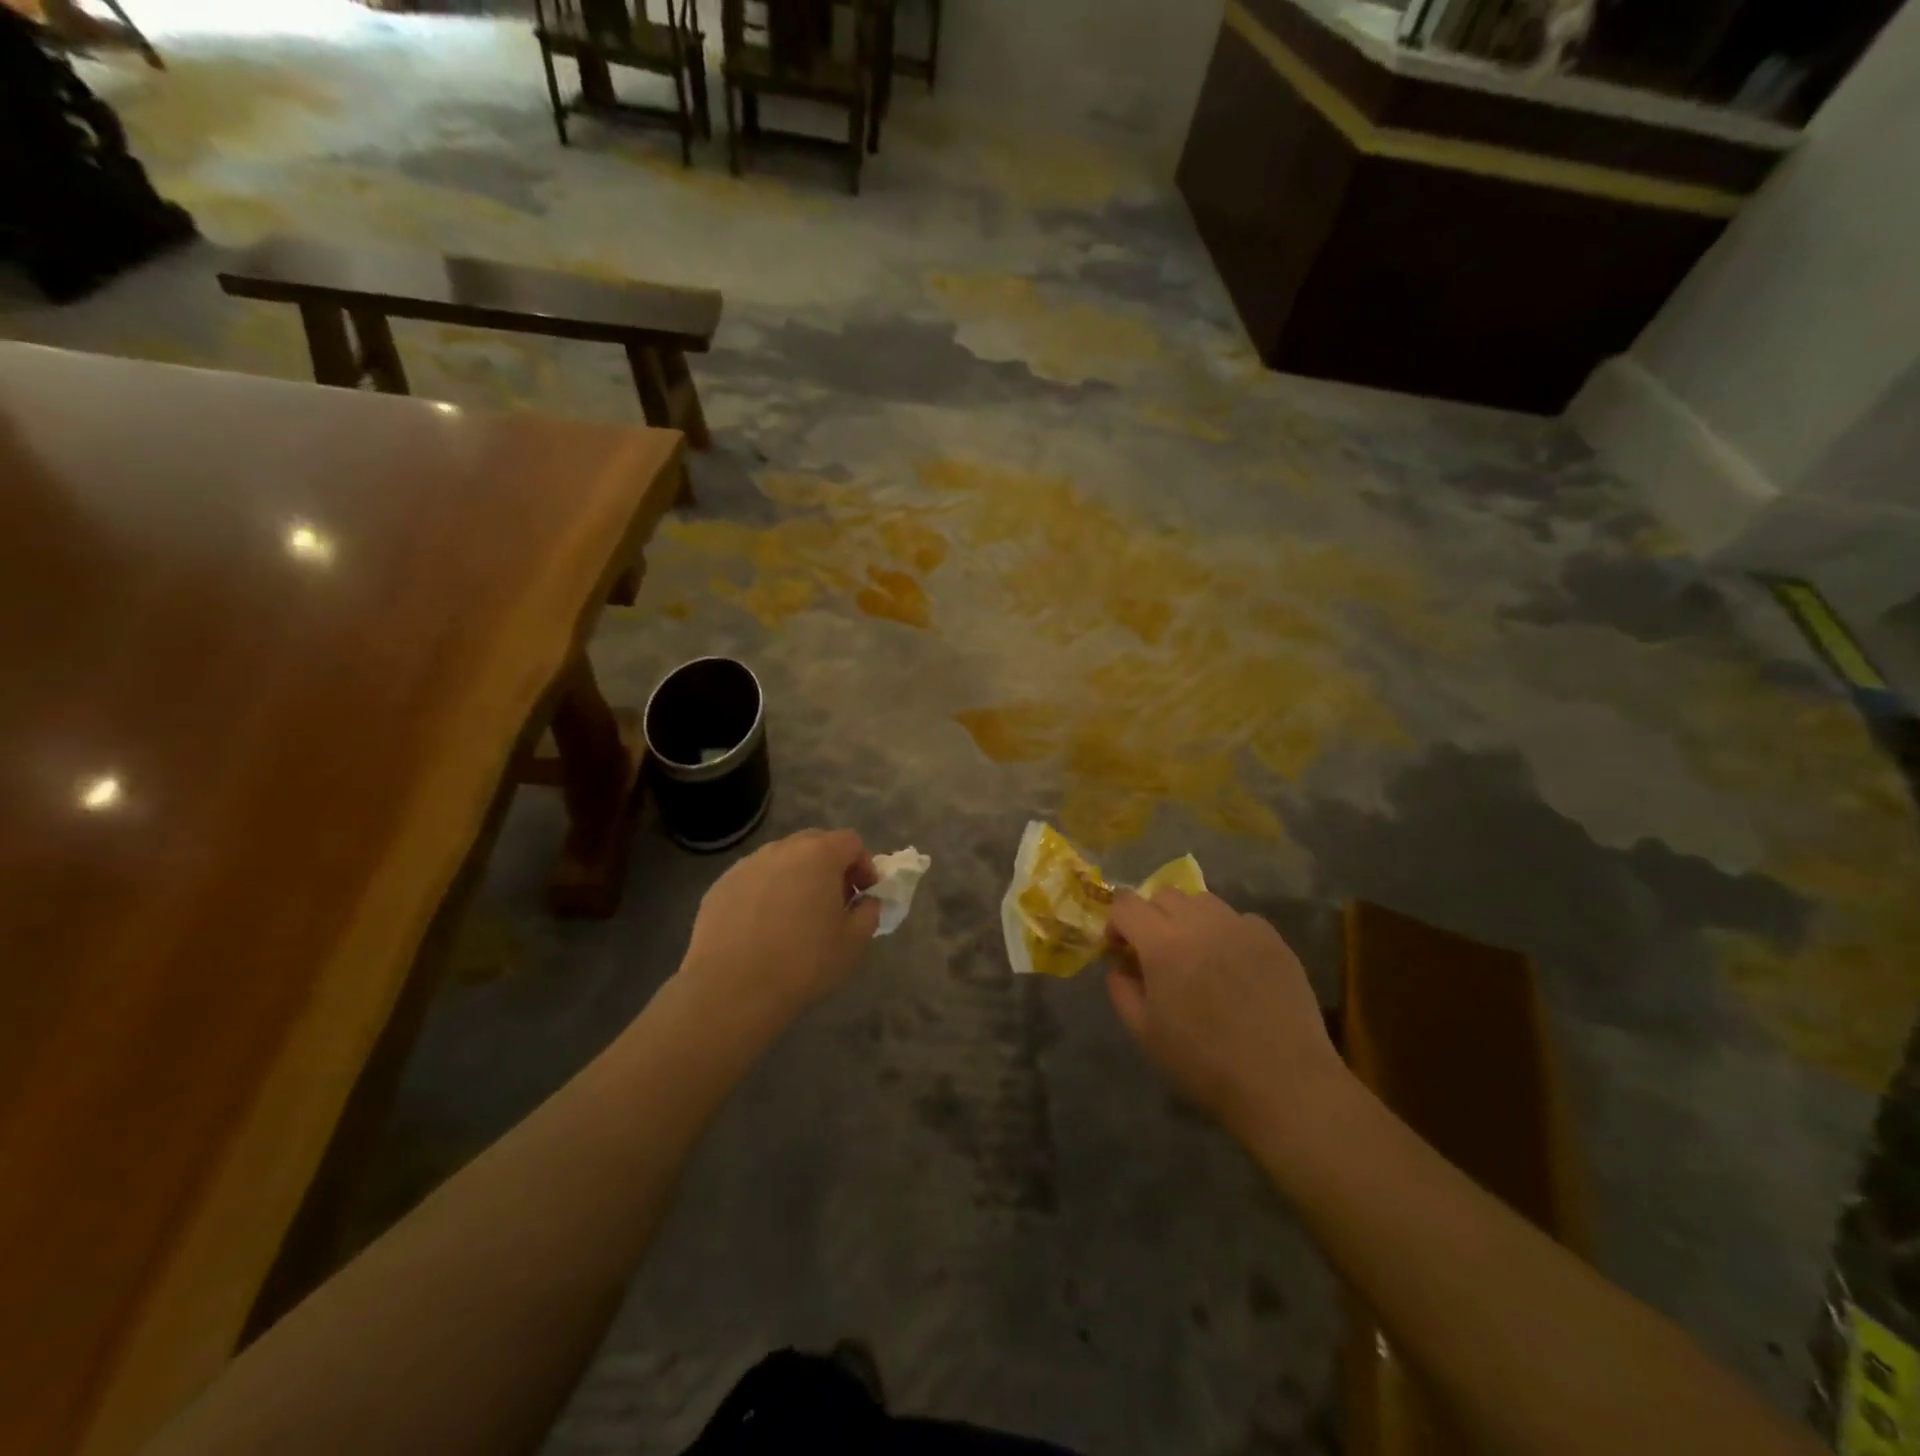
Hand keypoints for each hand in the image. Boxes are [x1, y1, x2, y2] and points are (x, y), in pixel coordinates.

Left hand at [679, 829, 880, 1025]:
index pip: (851, 842)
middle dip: (830, 866)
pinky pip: (754, 880)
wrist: (730, 990)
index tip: (864, 895)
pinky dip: (766, 893)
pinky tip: (763, 927)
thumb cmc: (802, 963)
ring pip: (781, 861)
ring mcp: (746, 866)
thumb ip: (869, 912)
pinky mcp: (720, 886)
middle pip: (814, 843)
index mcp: (818, 855)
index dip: (864, 865)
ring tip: (796, 916)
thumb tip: (865, 902)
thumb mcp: (854, 942)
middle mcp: (781, 850)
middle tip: (834, 902)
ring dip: (796, 878)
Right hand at [1106, 890, 1346, 1137]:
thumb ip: (1122, 990)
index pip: (1127, 904)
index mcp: (1163, 944)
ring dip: (1189, 919)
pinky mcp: (1273, 938)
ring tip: (1197, 954)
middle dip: (1152, 917)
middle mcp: (1200, 922)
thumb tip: (1120, 967)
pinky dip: (1227, 932)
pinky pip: (1239, 919)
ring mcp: (1240, 926)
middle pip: (1164, 895)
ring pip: (1203, 901)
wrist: (1283, 1082)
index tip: (1120, 949)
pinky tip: (1234, 966)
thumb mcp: (1145, 1033)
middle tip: (1156, 952)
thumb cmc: (1204, 1063)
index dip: (1116, 922)